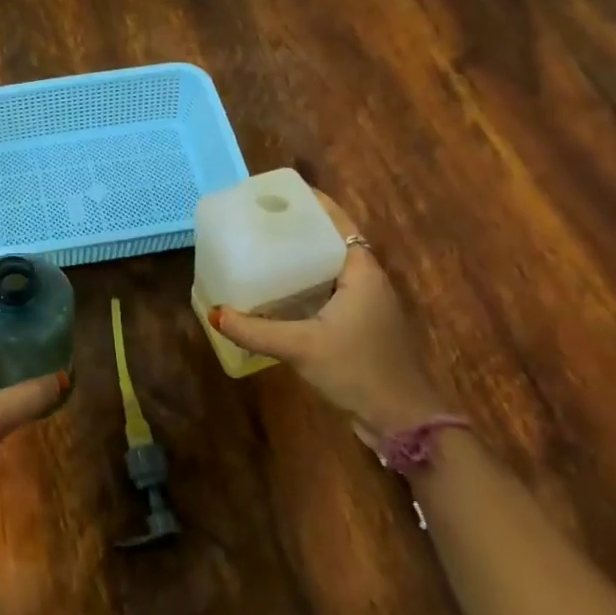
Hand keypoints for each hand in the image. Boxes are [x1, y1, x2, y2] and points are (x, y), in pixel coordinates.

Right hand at [209, 193, 442, 440]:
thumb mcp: (302, 348)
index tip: (278, 193)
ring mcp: (366, 304)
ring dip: (302, 257)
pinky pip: (329, 290)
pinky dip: (306, 283)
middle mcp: (367, 280)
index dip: (312, 203)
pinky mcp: (360, 325)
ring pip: (329, 268)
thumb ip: (256, 330)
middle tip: (259, 219)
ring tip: (262, 248)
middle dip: (299, 228)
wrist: (401, 421)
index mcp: (362, 272)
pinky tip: (277, 291)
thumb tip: (214, 313)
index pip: (338, 223)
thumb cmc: (358, 371)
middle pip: (331, 241)